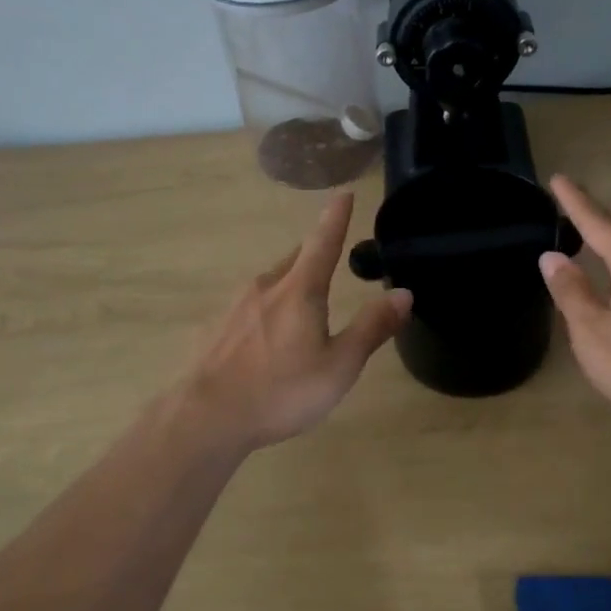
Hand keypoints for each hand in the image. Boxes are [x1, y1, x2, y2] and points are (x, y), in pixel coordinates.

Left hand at [179, 193, 411, 451]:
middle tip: (329, 258)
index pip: (323, 242)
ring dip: (289, 286)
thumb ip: (371, 328)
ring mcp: (235, 307)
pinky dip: (265, 313)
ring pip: (270, 284)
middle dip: (314, 255)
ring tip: (302, 307)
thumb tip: (403, 293)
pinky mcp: (215, 329)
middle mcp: (265, 287)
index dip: (336, 218)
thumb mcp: (340, 365)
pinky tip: (265, 340)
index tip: (344, 193)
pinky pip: (249, 309)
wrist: (207, 417)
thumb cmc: (282, 391)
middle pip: (295, 261)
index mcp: (299, 291)